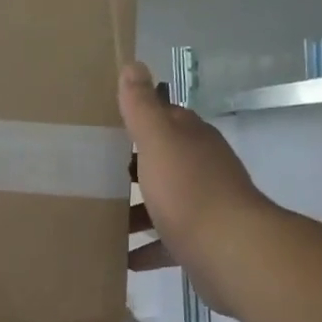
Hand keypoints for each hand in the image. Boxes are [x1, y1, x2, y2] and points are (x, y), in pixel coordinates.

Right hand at [119, 61, 270, 317]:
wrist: (231, 252)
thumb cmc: (189, 191)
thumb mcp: (159, 142)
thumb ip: (143, 107)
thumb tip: (134, 64)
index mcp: (191, 139)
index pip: (164, 117)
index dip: (137, 117)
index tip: (103, 124)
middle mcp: (200, 168)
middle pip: (161, 161)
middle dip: (130, 167)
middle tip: (89, 172)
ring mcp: (203, 206)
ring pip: (162, 202)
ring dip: (134, 210)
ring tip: (97, 216)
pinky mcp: (200, 242)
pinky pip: (166, 242)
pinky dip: (145, 248)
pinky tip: (121, 257)